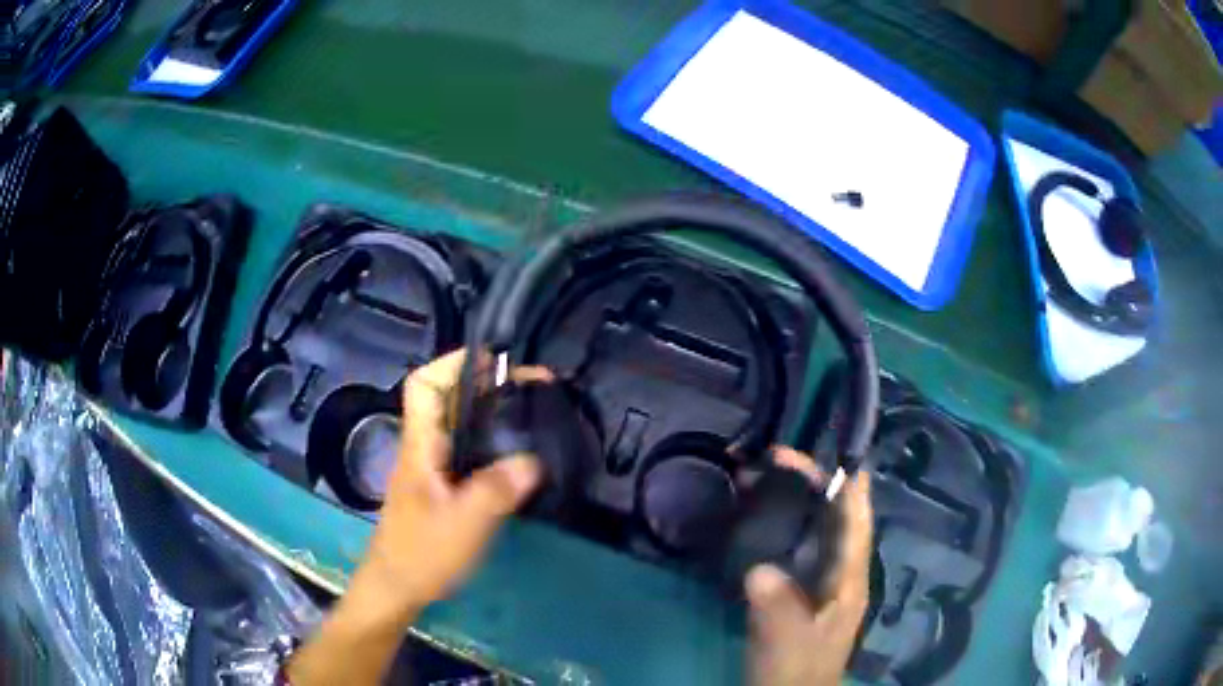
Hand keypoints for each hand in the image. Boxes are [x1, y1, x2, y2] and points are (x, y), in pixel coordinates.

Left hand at [290, 350, 544, 685]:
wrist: (396, 587)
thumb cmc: (422, 552)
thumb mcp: (464, 522)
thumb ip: (497, 489)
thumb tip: (534, 459)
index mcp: (420, 445)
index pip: (423, 384)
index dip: (453, 362)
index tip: (495, 360)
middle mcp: (423, 448)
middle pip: (447, 399)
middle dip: (486, 384)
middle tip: (531, 388)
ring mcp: (430, 469)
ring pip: (458, 426)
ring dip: (490, 413)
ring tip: (530, 413)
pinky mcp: (440, 488)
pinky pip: (466, 451)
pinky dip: (490, 443)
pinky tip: (516, 457)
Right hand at [746, 447, 873, 685]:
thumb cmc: (795, 670)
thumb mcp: (787, 643)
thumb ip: (778, 608)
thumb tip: (759, 570)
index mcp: (848, 581)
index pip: (856, 525)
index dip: (851, 488)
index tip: (836, 452)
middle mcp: (840, 574)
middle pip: (835, 518)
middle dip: (813, 484)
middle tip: (776, 458)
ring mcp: (820, 583)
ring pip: (815, 530)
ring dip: (795, 501)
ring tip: (761, 478)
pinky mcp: (800, 592)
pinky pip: (794, 546)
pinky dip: (780, 524)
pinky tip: (758, 518)